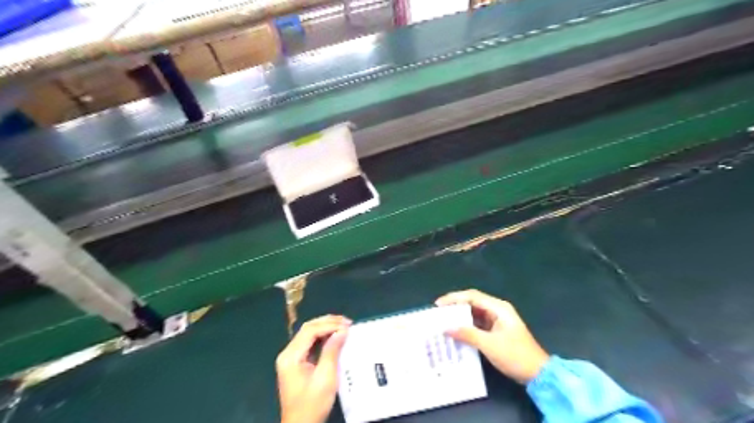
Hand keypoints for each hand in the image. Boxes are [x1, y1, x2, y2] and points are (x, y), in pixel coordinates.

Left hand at [277, 316, 349, 422]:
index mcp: (291, 356)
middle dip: (328, 322)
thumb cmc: (312, 404)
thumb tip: (342, 331)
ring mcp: (290, 358)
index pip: (310, 331)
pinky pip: (309, 342)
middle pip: (307, 329)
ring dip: (326, 327)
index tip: (347, 325)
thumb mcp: (325, 378)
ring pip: (308, 333)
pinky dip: (322, 336)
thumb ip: (332, 351)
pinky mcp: (296, 363)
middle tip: (347, 321)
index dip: (329, 325)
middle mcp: (288, 353)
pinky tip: (334, 335)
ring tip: (343, 325)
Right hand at [437, 290, 547, 383]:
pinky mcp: (497, 330)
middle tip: (438, 313)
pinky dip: (467, 326)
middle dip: (455, 306)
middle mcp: (498, 310)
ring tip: (443, 321)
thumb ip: (467, 334)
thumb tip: (446, 327)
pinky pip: (478, 323)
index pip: (472, 296)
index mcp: (498, 308)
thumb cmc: (515, 355)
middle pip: (472, 302)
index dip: (454, 298)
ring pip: (474, 313)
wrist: (538, 374)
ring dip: (460, 316)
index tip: (438, 304)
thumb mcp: (489, 345)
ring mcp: (498, 320)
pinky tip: (456, 331)